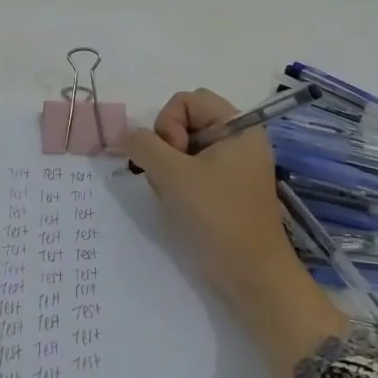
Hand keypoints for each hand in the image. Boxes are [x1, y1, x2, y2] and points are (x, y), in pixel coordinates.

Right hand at [123, 89, 349, 377]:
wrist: (252, 278)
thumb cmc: (217, 218)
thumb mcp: (172, 175)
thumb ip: (143, 145)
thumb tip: (124, 135)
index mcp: (238, 127)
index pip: (187, 100)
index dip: (169, 122)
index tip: (173, 157)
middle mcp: (239, 140)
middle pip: (185, 122)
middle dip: (166, 146)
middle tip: (169, 177)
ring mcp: (234, 166)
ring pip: (183, 148)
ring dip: (168, 168)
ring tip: (174, 195)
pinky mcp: (226, 190)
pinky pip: (191, 170)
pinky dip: (177, 183)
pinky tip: (179, 206)